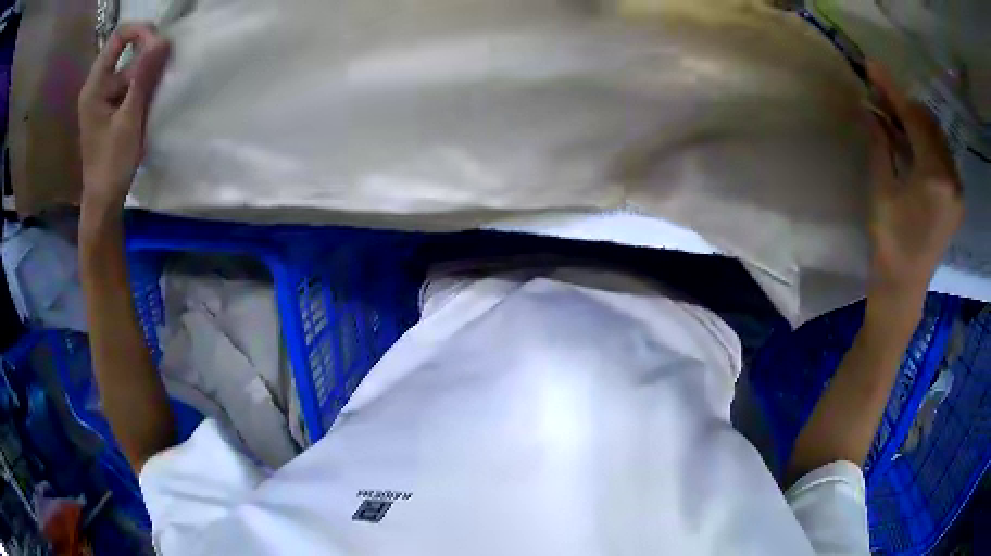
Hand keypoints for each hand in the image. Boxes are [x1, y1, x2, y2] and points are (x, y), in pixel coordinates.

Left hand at [78, 24, 170, 210]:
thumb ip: (144, 78)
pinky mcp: (111, 109)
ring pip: (130, 69)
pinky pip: (130, 85)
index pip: (119, 37)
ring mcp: (104, 97)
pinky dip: (144, 86)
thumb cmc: (111, 164)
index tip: (161, 44)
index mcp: (95, 85)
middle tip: (166, 67)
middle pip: (126, 51)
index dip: (141, 32)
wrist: (103, 201)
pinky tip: (153, 99)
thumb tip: (163, 39)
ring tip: (162, 88)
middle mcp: (98, 85)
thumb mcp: (129, 120)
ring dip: (148, 72)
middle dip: (148, 53)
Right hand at [865, 62, 963, 319]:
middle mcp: (952, 179)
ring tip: (894, 116)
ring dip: (916, 121)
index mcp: (934, 178)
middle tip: (880, 95)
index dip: (892, 89)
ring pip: (938, 137)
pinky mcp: (957, 199)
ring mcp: (957, 190)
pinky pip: (943, 156)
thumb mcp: (881, 190)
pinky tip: (911, 140)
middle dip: (905, 104)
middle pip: (929, 123)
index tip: (873, 67)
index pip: (914, 118)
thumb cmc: (890, 244)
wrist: (904, 288)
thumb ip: (880, 144)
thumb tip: (870, 108)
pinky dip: (927, 141)